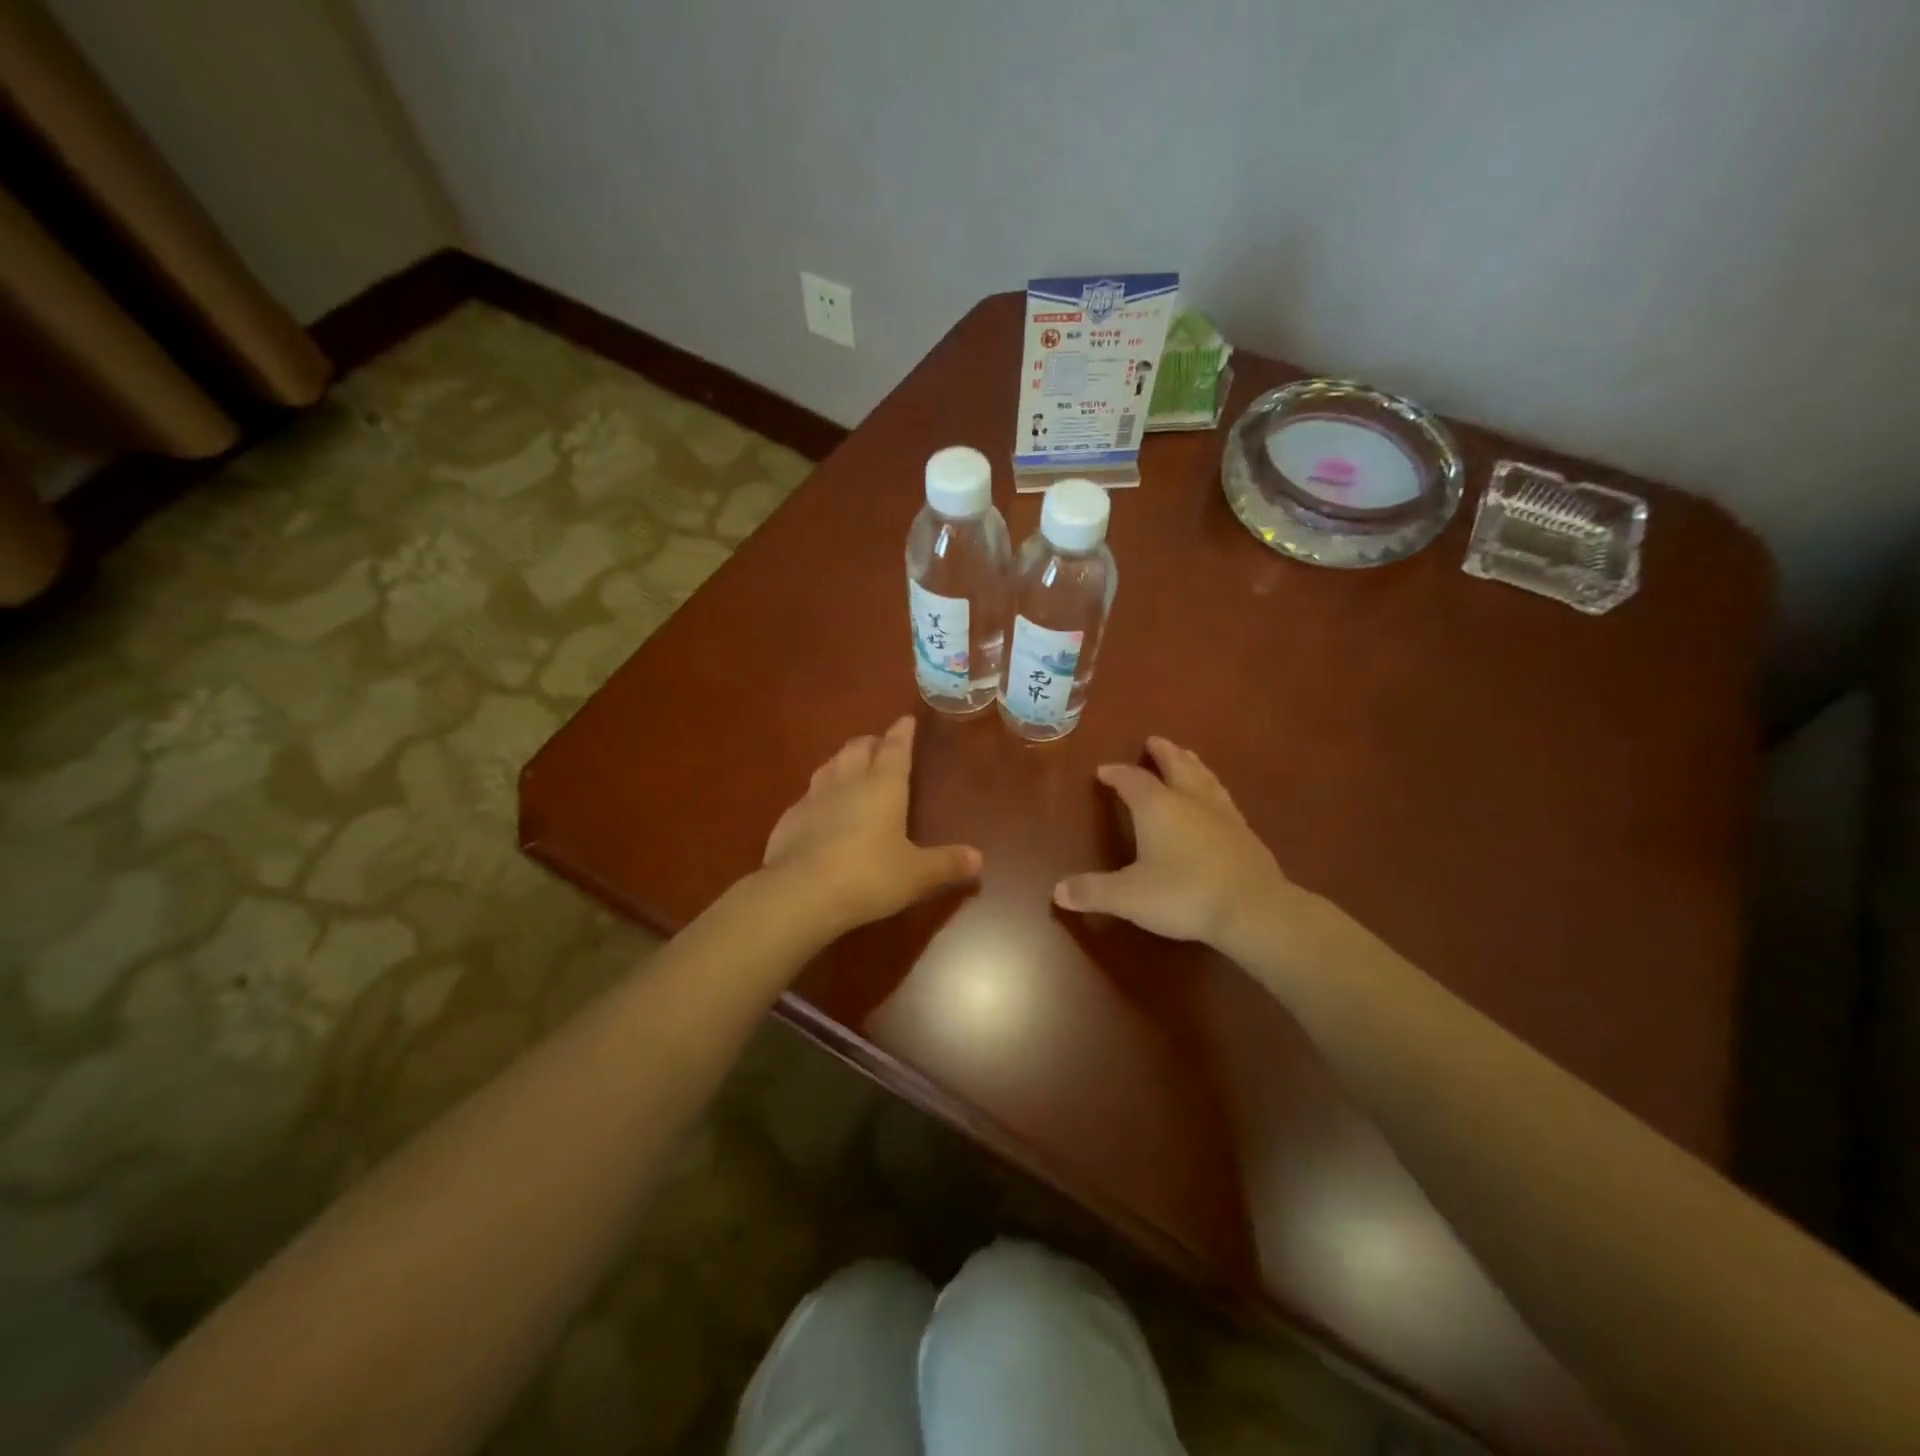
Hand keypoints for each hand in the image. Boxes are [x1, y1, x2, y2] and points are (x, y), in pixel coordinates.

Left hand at [763, 716, 980, 938]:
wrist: (799, 893)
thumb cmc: (868, 876)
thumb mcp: (916, 875)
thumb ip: (947, 864)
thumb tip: (979, 858)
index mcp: (883, 786)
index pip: (896, 749)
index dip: (902, 733)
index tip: (905, 720)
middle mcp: (848, 782)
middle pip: (859, 749)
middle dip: (872, 742)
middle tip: (881, 744)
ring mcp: (814, 797)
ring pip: (831, 765)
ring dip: (844, 760)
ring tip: (851, 765)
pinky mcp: (790, 818)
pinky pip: (809, 794)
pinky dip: (820, 791)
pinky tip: (821, 806)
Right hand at [1054, 736, 1299, 953]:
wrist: (1253, 908)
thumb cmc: (1183, 894)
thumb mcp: (1128, 896)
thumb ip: (1093, 891)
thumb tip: (1057, 891)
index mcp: (1157, 807)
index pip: (1131, 781)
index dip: (1116, 774)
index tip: (1104, 770)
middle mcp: (1189, 800)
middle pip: (1175, 765)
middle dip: (1162, 753)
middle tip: (1153, 741)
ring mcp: (1221, 813)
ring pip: (1203, 777)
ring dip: (1190, 763)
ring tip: (1186, 756)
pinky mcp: (1244, 831)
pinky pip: (1222, 797)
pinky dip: (1211, 788)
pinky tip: (1214, 799)